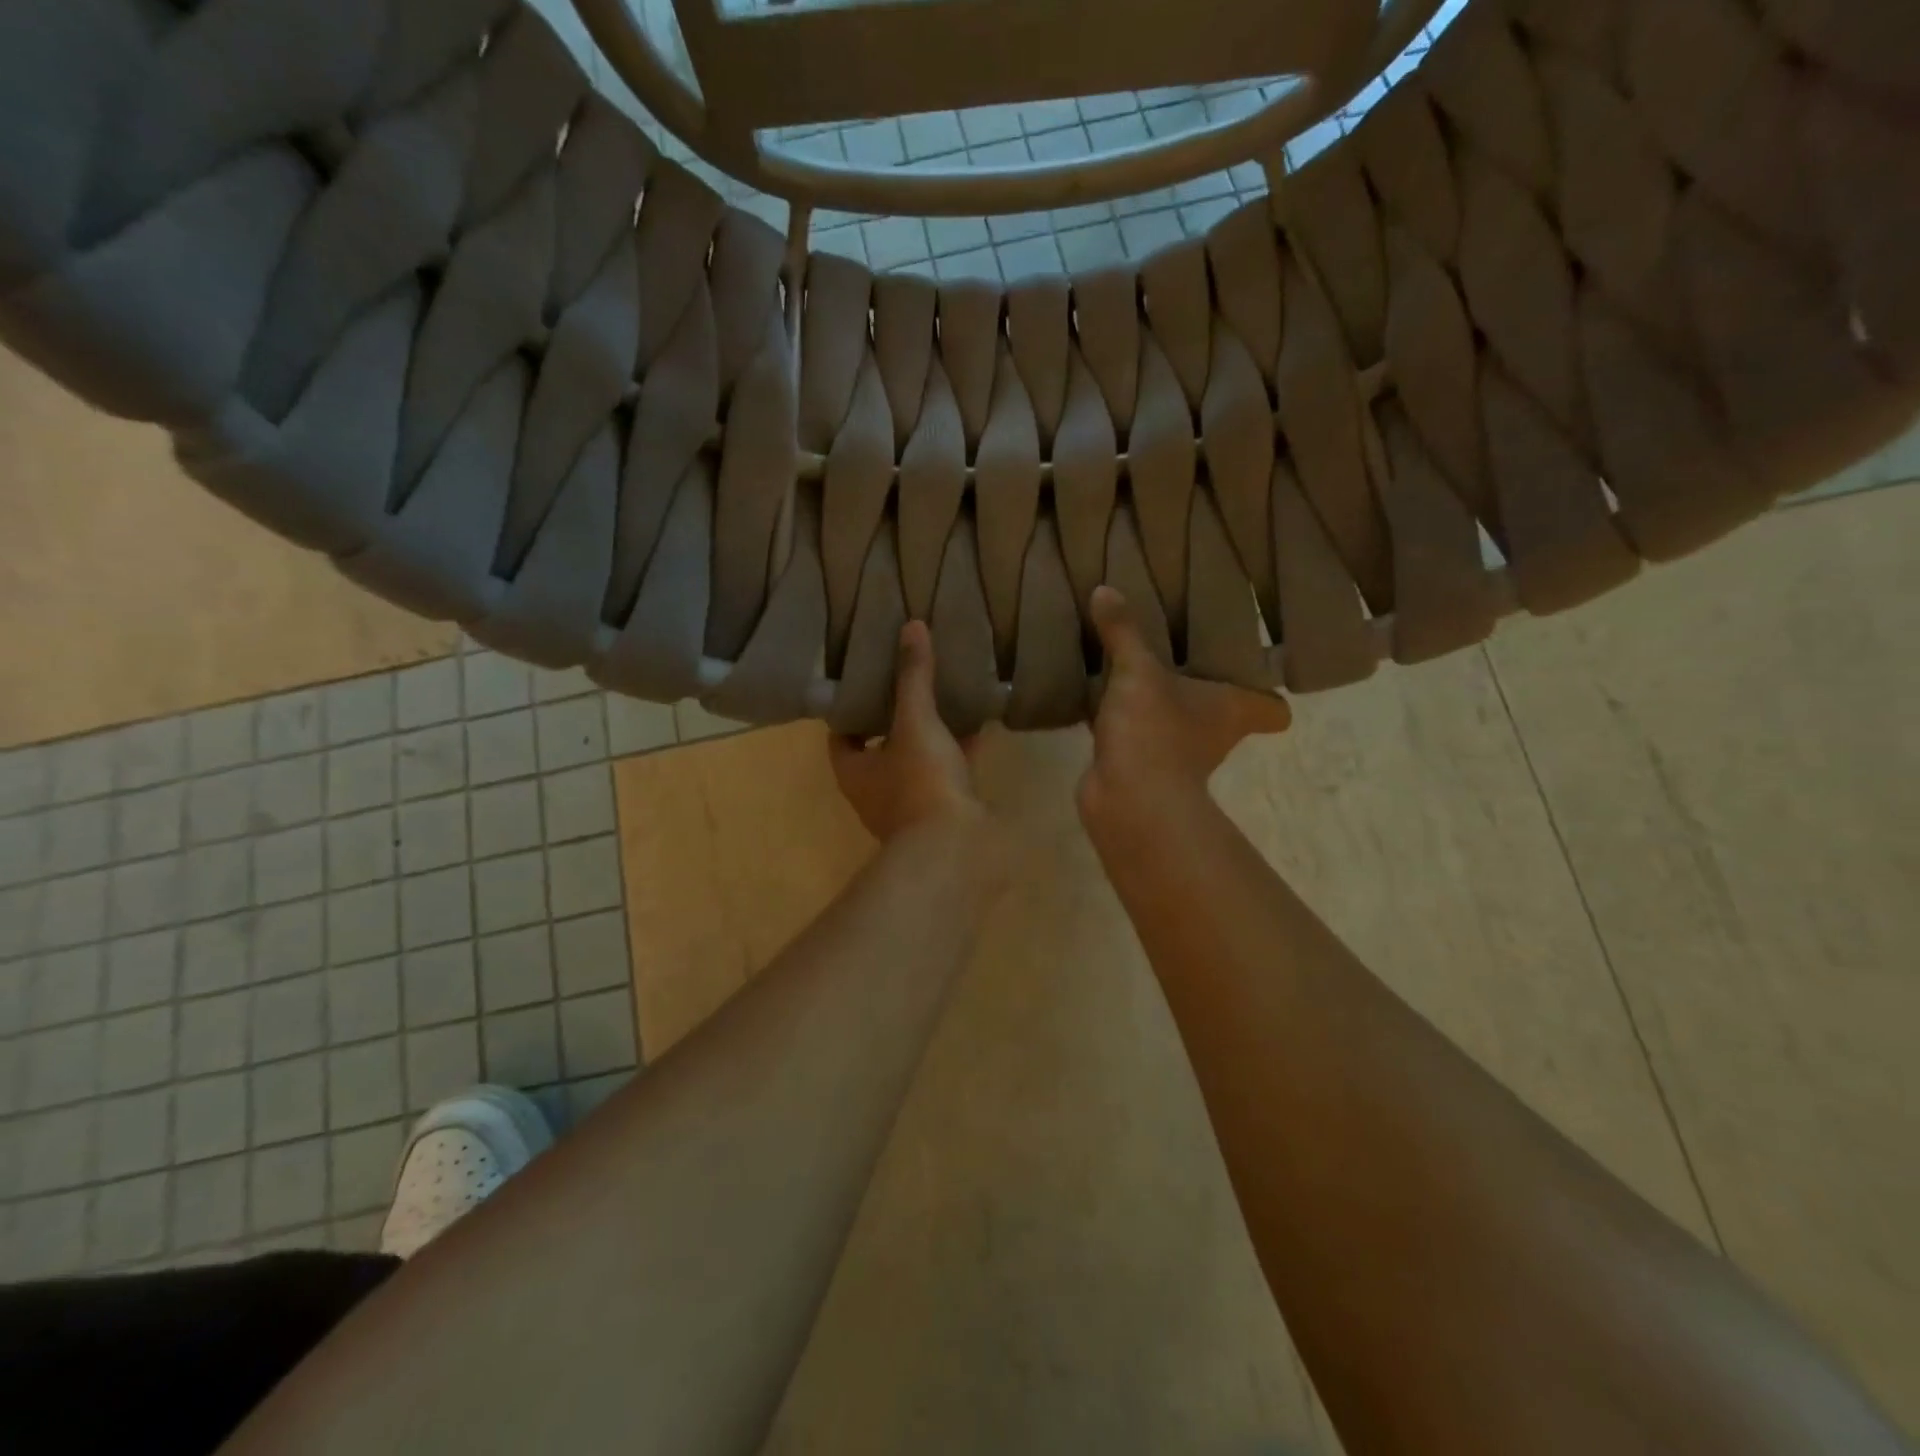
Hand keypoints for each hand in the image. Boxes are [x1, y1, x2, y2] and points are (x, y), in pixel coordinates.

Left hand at [830, 620, 984, 841]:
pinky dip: (957, 753)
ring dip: (928, 736)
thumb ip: (913, 677)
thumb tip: (910, 627)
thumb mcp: (915, 721)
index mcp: (854, 770)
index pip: (841, 733)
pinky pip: (945, 773)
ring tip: (945, 699)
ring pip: (915, 760)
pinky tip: (978, 729)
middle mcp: (875, 790)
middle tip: (908, 681)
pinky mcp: (941, 812)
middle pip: (879, 746)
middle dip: (894, 718)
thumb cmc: (920, 782)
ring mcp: (908, 805)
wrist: (954, 846)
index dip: (852, 708)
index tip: (867, 678)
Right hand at [1078, 585, 1292, 828]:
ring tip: (1137, 671)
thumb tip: (1104, 589)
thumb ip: (1124, 631)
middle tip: (1185, 655)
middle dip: (1205, 691)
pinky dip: (1124, 722)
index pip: (1273, 711)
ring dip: (1160, 706)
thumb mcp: (1138, 671)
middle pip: (1223, 714)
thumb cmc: (1155, 730)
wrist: (1128, 800)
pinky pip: (1136, 735)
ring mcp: (1177, 756)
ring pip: (1175, 723)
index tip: (1255, 673)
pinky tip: (1100, 700)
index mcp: (1232, 710)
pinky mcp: (1141, 767)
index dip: (1268, 696)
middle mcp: (1214, 735)